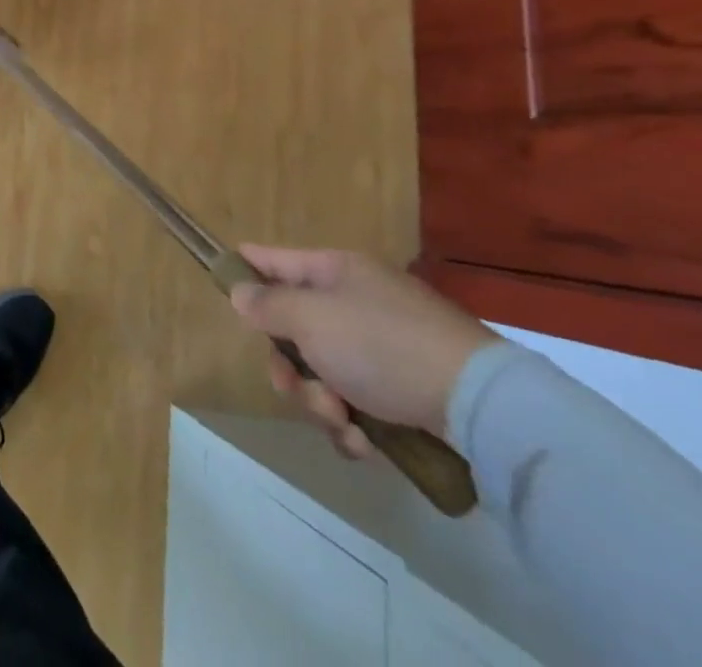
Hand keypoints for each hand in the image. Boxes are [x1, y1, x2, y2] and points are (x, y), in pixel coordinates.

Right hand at [230, 245, 495, 456]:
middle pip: (293, 329)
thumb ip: (267, 304)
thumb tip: (241, 292)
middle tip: (294, 387)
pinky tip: (366, 443)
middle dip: (289, 367)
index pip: (274, 259)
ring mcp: (381, 347)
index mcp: (334, 272)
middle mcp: (355, 302)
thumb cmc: (382, 345)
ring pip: (321, 374)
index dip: (246, 268)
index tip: (221, 283)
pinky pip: (355, 404)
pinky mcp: (403, 391)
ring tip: (343, 422)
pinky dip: (353, 425)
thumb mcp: (312, 318)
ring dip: (320, 403)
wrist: (480, 405)